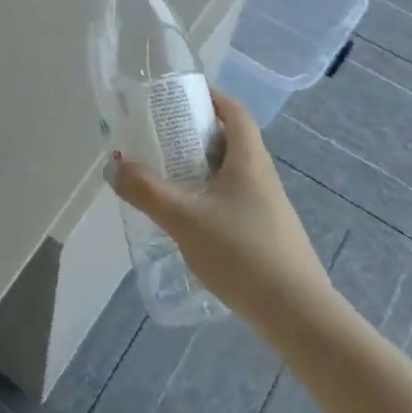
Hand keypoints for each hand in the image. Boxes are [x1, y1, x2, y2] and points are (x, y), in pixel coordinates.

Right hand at [109, 89, 336, 327]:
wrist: (297, 314)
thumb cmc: (241, 252)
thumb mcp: (183, 219)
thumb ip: (145, 191)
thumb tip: (113, 164)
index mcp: (249, 159)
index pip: (235, 112)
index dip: (211, 98)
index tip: (181, 98)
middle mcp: (263, 176)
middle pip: (232, 140)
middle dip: (197, 134)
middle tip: (162, 138)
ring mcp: (269, 207)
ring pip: (233, 173)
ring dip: (203, 167)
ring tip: (169, 177)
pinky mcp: (269, 234)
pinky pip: (236, 199)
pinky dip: (211, 195)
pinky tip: (191, 219)